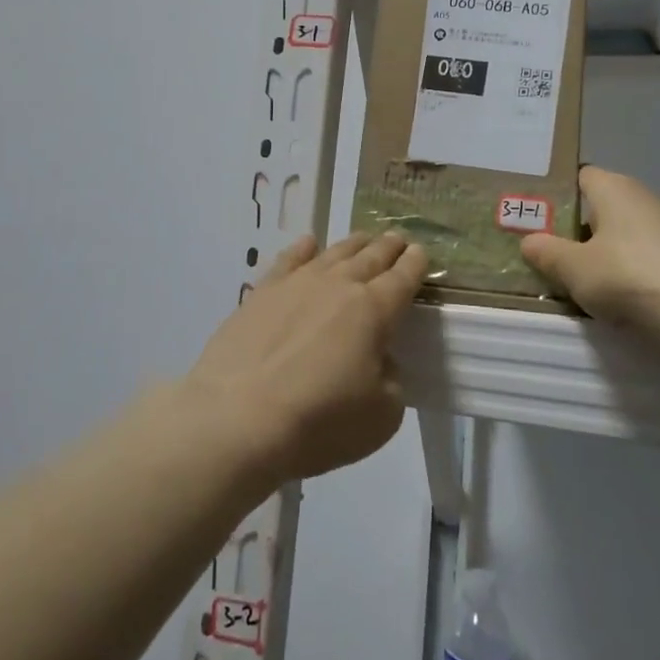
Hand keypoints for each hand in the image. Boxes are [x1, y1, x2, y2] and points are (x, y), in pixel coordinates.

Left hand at [185, 232, 427, 484]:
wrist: (238, 418)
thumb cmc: (319, 422)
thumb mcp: (381, 416)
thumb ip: (390, 380)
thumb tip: (378, 359)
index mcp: (374, 311)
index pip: (403, 278)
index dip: (416, 264)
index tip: (422, 252)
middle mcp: (339, 285)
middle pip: (371, 257)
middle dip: (389, 246)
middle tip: (399, 237)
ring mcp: (298, 284)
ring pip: (334, 252)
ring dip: (354, 243)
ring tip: (364, 238)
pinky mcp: (262, 292)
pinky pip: (289, 259)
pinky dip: (304, 248)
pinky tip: (309, 243)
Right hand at [521, 166, 659, 331]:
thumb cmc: (625, 275)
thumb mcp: (572, 267)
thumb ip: (546, 252)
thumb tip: (529, 241)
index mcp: (614, 187)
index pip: (580, 176)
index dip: (556, 194)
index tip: (535, 217)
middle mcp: (642, 199)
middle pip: (599, 207)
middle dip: (574, 228)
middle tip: (545, 251)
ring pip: (620, 235)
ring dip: (599, 253)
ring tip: (572, 278)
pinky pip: (640, 258)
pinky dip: (623, 272)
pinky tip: (609, 296)